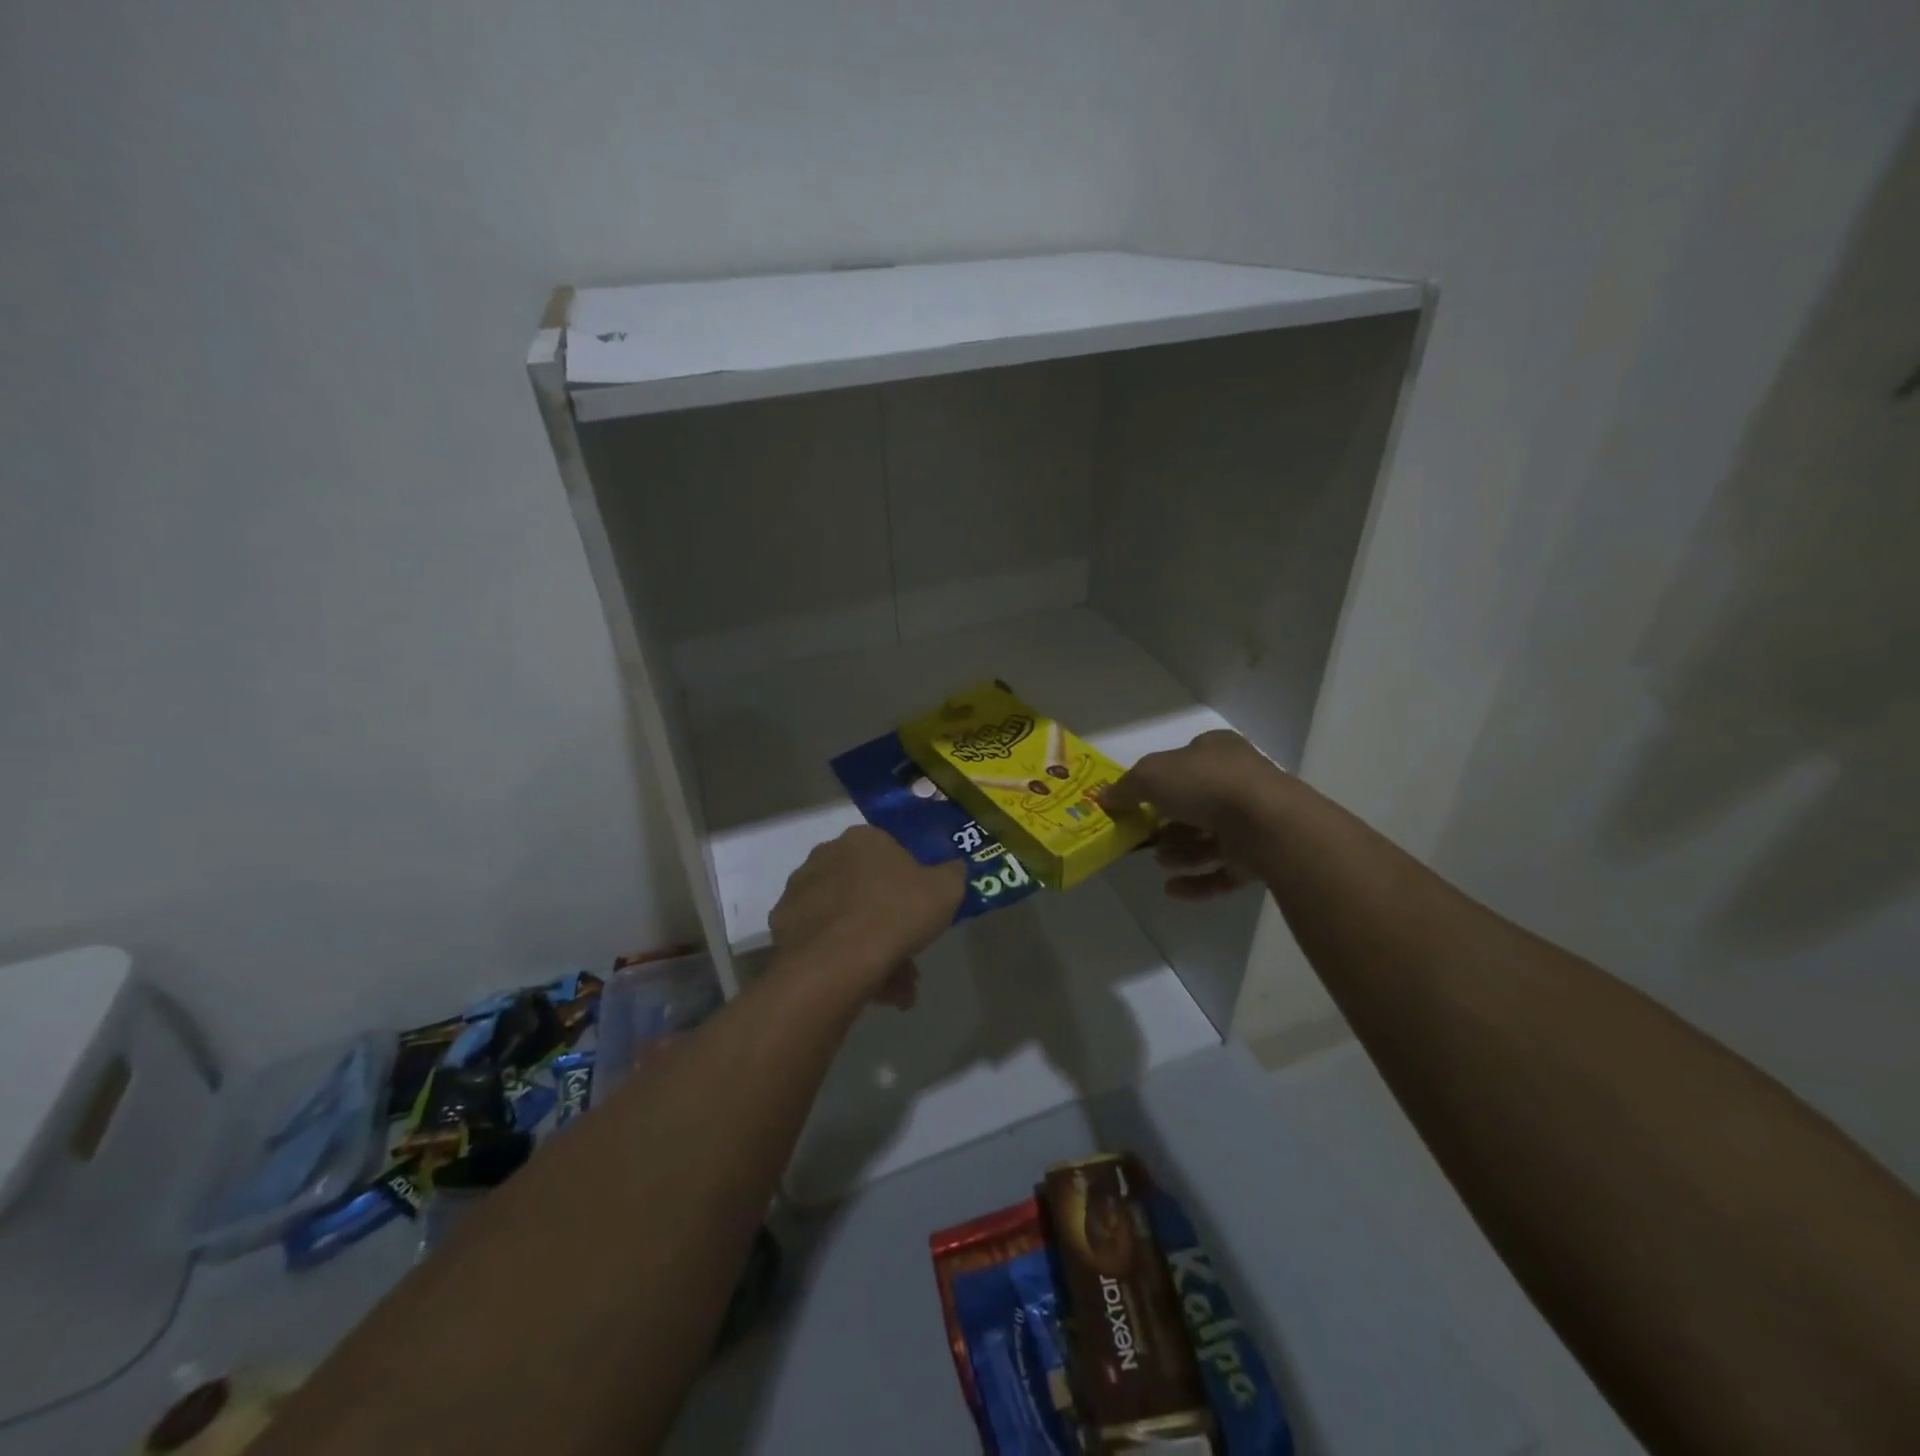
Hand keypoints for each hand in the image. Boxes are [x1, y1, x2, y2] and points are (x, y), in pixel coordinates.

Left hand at [767, 827, 966, 1008]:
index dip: (908, 884)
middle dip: (889, 923)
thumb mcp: (946, 890)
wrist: (839, 959)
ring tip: (895, 992)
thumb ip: (952, 874)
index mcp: (862, 839)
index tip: (919, 913)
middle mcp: (826, 856)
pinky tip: (868, 990)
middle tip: (909, 956)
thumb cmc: (897, 912)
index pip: (889, 853)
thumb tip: (953, 869)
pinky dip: (843, 961)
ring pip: (844, 919)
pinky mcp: (783, 926)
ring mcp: (800, 890)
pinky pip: (822, 942)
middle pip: (865, 889)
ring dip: (871, 949)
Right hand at [1098, 730, 1286, 900]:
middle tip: (1145, 838)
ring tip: (1158, 863)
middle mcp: (1238, 781)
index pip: (1185, 760)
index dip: (1160, 779)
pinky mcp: (1261, 857)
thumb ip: (1126, 787)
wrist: (1268, 823)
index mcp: (1217, 751)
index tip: (1139, 801)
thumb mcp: (1152, 775)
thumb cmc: (1206, 785)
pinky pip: (1224, 871)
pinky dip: (1197, 881)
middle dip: (1168, 824)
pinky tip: (1172, 890)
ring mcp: (1253, 821)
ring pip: (1210, 838)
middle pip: (1196, 803)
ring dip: (1180, 852)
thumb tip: (1105, 798)